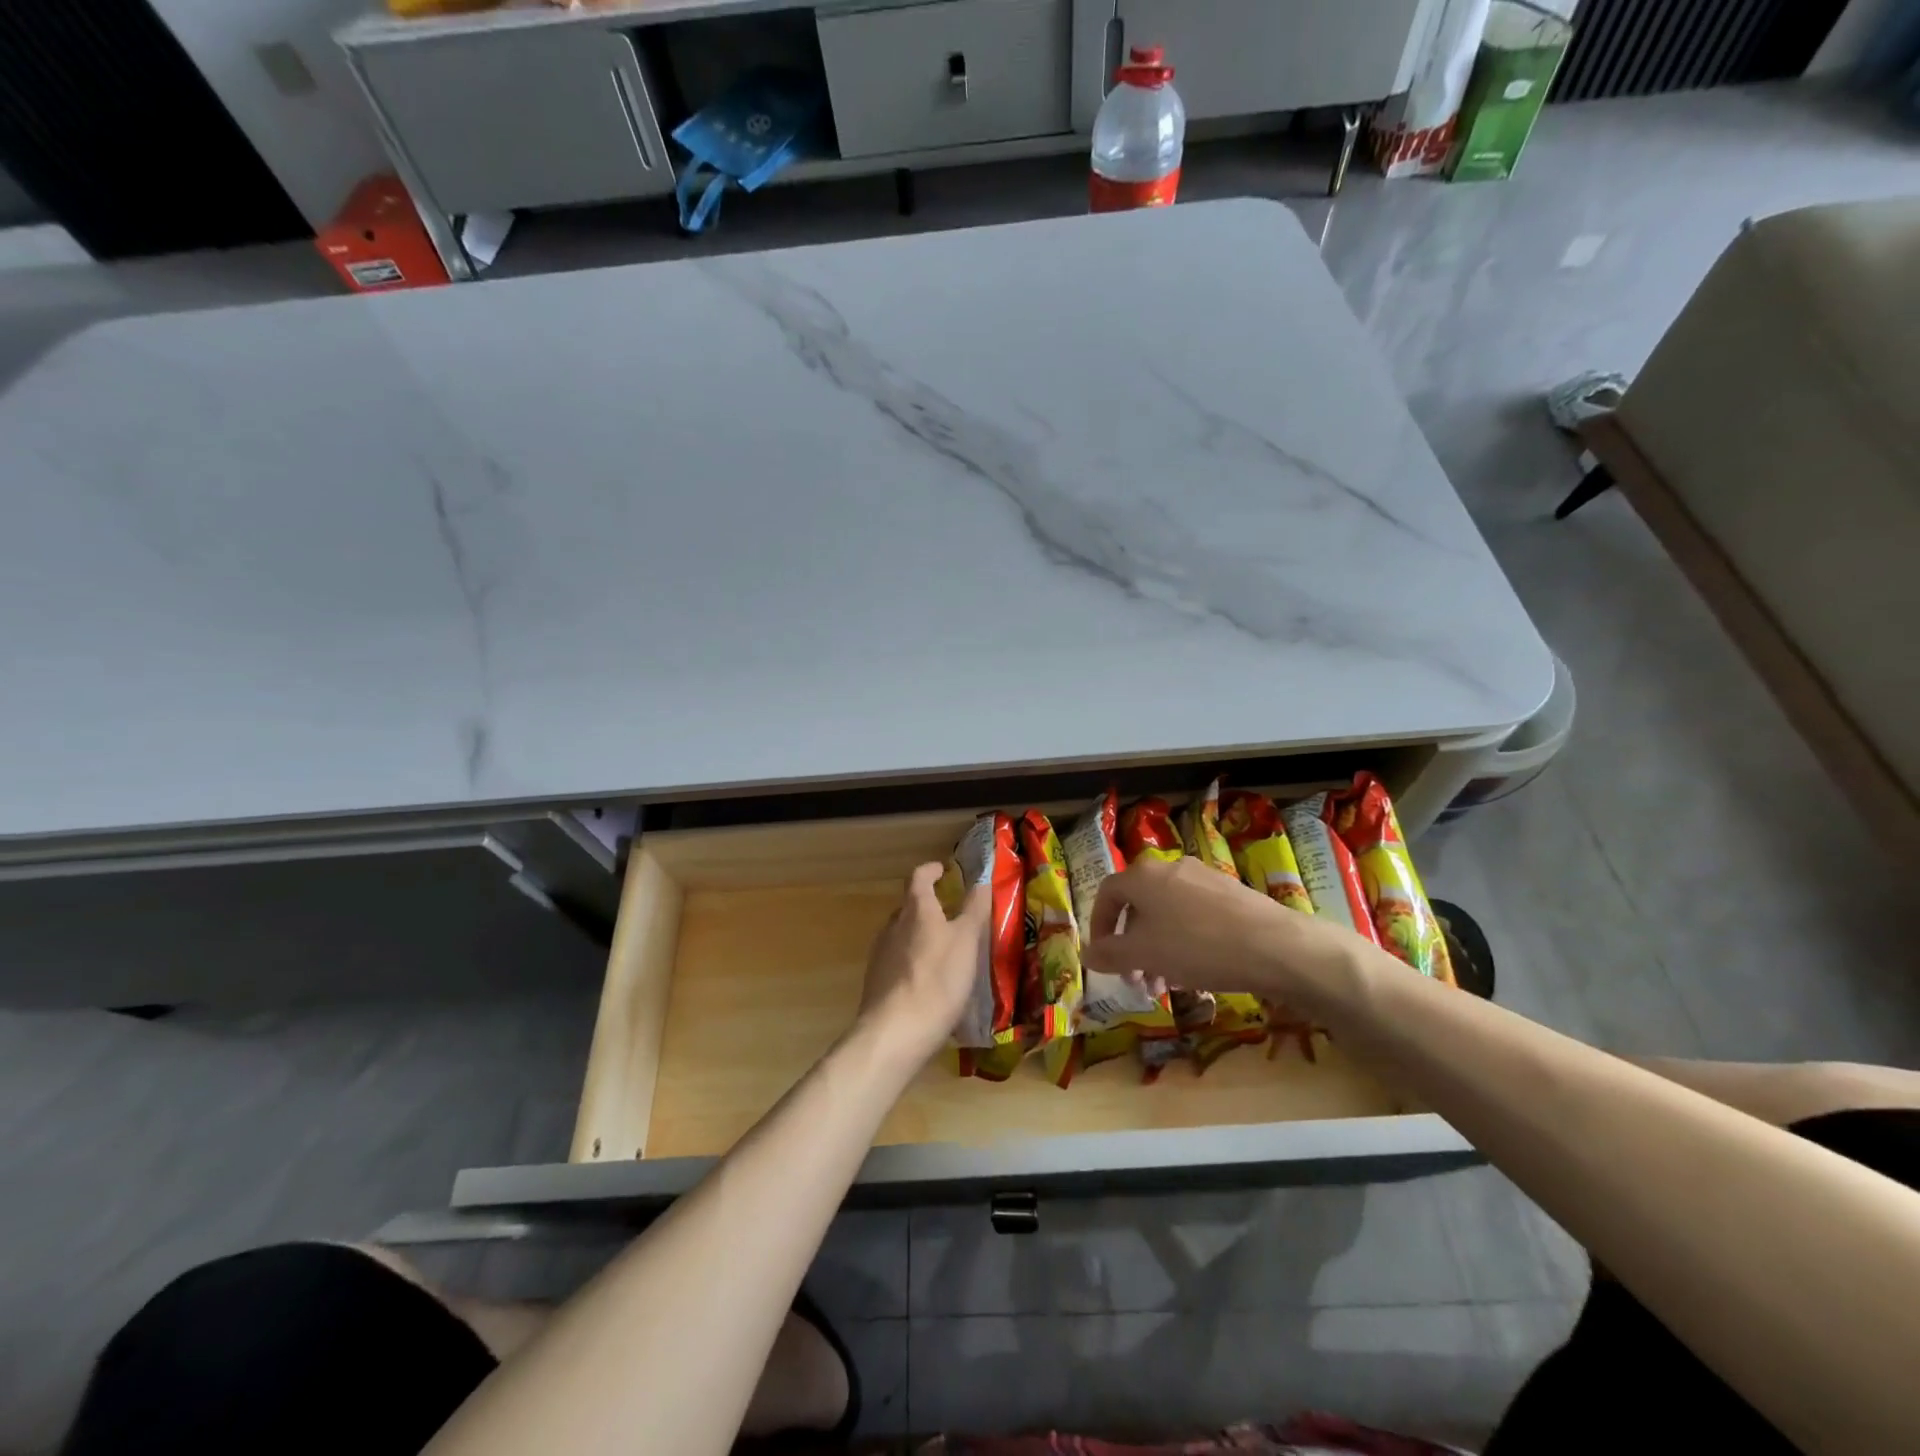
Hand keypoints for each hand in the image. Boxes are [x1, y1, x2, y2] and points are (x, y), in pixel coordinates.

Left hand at [855, 862, 988, 1064]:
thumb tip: (982, 879)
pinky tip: (930, 983)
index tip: (943, 869)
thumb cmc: (937, 979)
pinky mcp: (877, 983)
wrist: (895, 1033)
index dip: (931, 870)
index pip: (919, 877)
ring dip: (921, 936)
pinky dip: (914, 963)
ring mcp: (881, 955)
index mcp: (915, 909)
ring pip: (903, 935)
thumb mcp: (966, 941)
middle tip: (952, 914)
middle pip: (909, 907)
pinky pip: (898, 963)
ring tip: (945, 951)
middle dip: (929, 906)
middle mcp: (893, 926)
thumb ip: (974, 909)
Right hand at [1083, 857, 1367, 1010]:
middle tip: (1138, 981)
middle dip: (1133, 945)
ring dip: (1159, 948)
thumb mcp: (1143, 955)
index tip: (1104, 958)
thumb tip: (1087, 953)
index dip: (1100, 927)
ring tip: (1168, 985)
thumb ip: (1110, 954)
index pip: (1107, 895)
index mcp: (1143, 876)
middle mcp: (1171, 868)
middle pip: (1139, 906)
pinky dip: (1186, 942)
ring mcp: (1205, 878)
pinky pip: (1195, 916)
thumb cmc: (1197, 947)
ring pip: (1168, 914)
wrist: (1275, 947)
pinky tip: (1199, 972)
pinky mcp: (1232, 893)